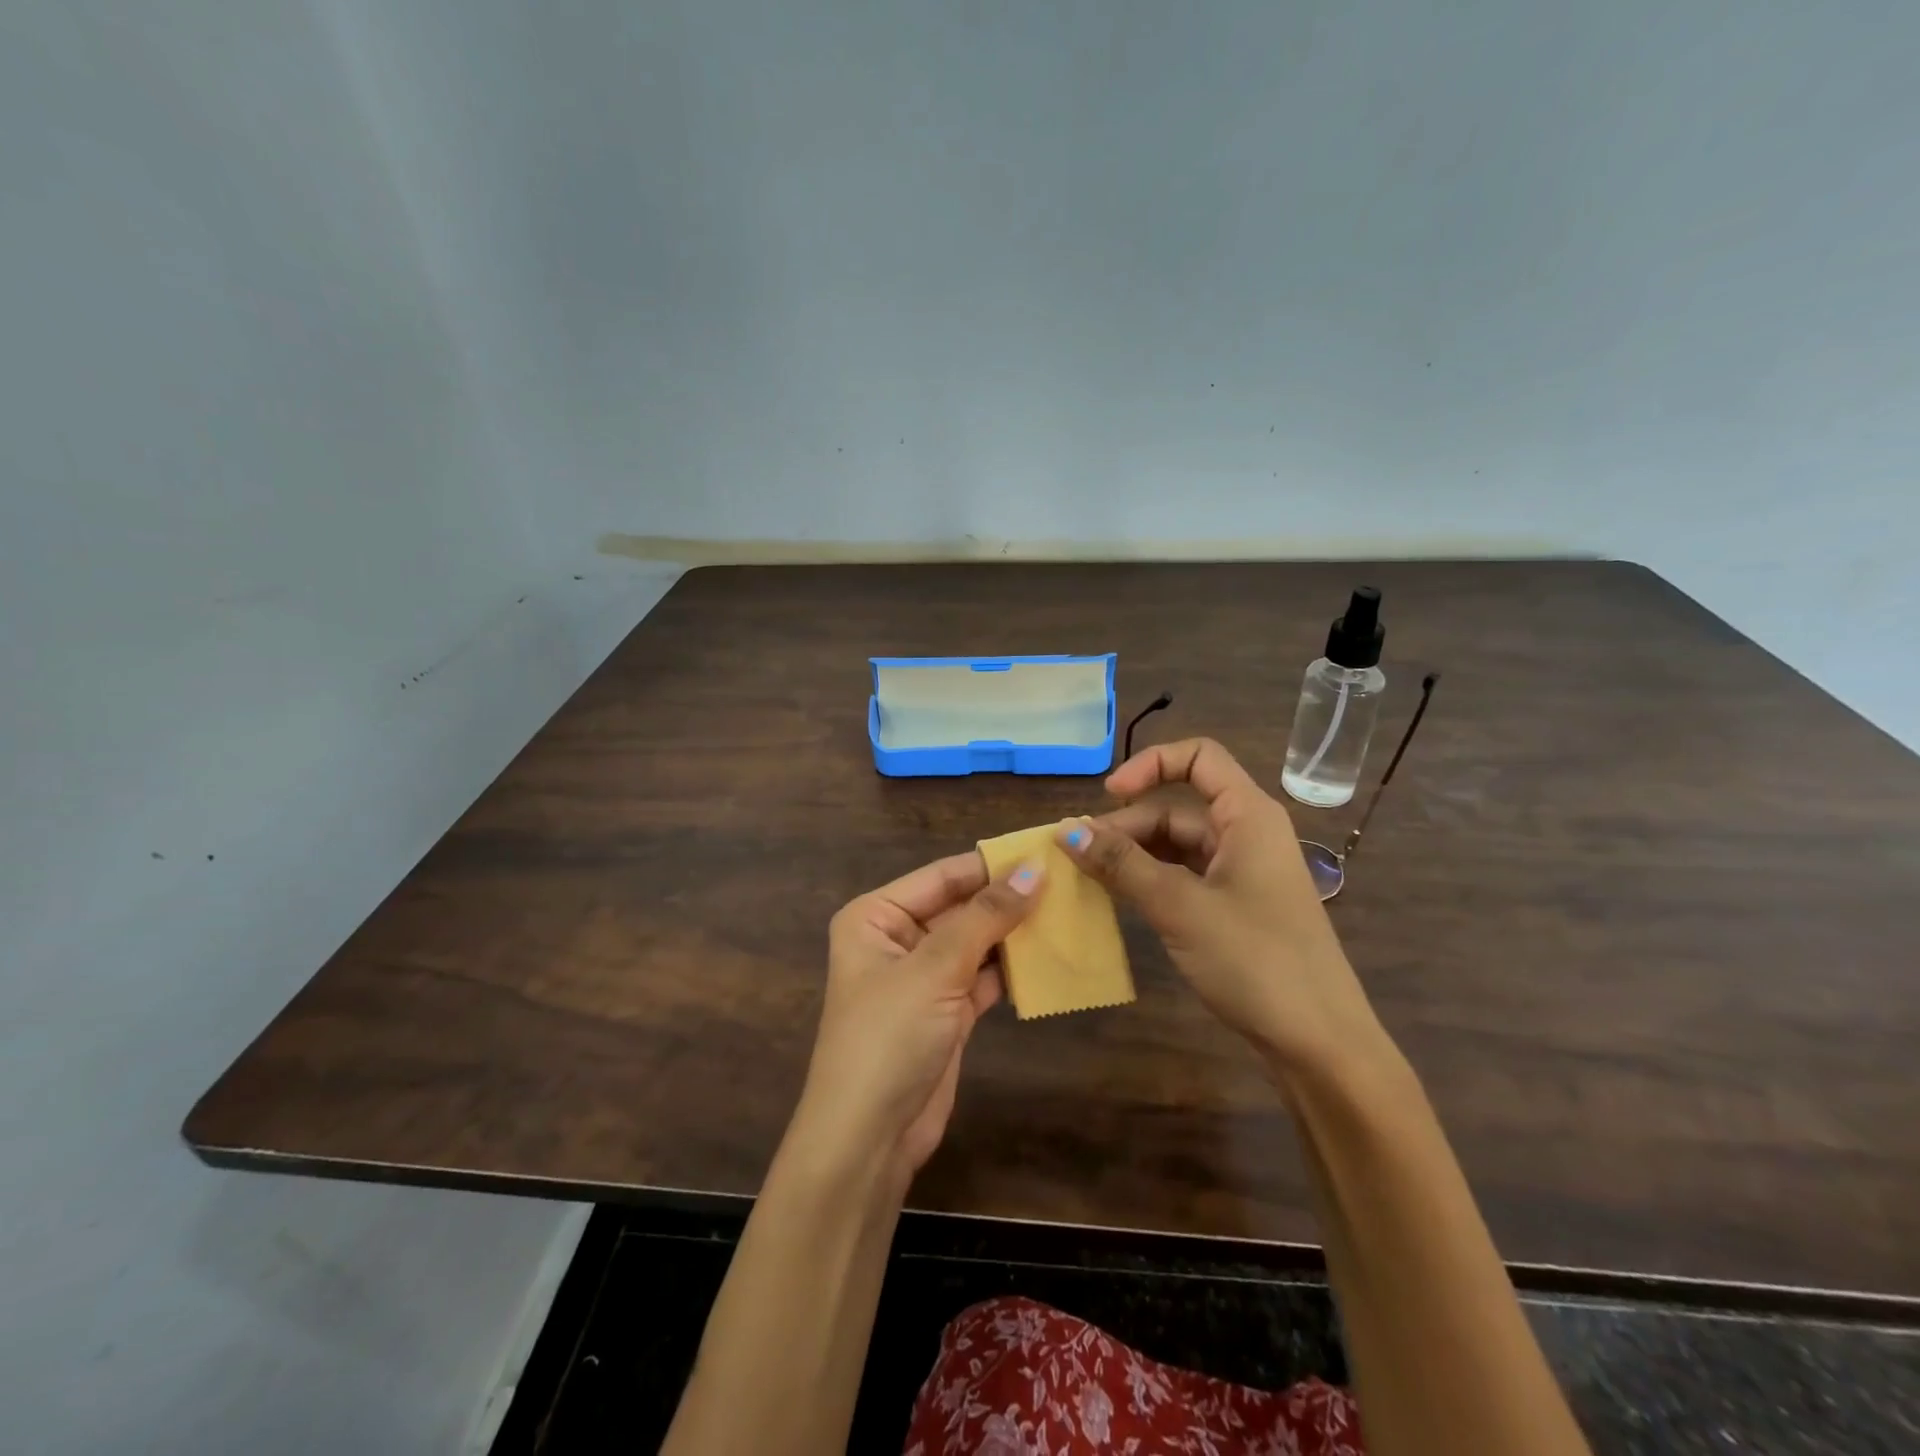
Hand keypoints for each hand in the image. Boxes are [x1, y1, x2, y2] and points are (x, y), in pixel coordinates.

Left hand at [790, 852, 1042, 1183]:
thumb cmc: (889, 1037)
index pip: (942, 876)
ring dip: (1016, 933)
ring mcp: (924, 977)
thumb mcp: (935, 969)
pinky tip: (1051, 957)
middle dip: (1008, 898)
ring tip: (1069, 912)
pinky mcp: (947, 1010)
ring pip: (977, 942)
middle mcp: (897, 938)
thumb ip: (986, 917)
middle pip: (961, 907)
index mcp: (876, 916)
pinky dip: (1013, 969)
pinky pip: (985, 976)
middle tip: (1067, 881)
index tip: (1045, 850)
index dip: (992, 864)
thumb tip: (1034, 870)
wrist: (869, 1139)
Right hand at [1059, 738, 1384, 1075]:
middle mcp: (1247, 834)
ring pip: (1178, 844)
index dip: (1150, 764)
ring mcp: (1243, 872)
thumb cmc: (1256, 960)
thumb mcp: (1179, 907)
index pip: (1198, 757)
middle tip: (1078, 856)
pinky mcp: (1237, 906)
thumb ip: (1121, 864)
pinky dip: (1151, 880)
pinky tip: (1121, 898)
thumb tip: (1067, 830)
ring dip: (1134, 854)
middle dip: (1127, 824)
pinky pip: (1185, 876)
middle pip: (1178, 807)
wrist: (1320, 1043)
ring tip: (1089, 876)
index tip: (1108, 795)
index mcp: (1248, 815)